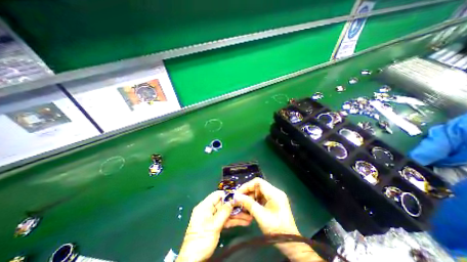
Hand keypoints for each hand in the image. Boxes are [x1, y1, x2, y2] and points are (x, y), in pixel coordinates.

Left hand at [177, 190, 251, 261]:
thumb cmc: (201, 240)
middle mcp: (209, 210)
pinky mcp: (216, 225)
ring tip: (248, 216)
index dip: (227, 194)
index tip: (238, 195)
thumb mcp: (213, 225)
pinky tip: (244, 222)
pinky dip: (234, 221)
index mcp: (205, 206)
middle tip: (246, 206)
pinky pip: (226, 220)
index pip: (217, 195)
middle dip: (235, 206)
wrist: (193, 260)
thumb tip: (232, 200)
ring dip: (237, 215)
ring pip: (226, 213)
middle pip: (223, 204)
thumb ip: (224, 212)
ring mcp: (213, 218)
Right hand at [235, 178, 323, 261]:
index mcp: (274, 193)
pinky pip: (262, 197)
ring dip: (251, 197)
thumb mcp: (260, 215)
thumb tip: (236, 196)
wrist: (290, 243)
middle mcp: (275, 192)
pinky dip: (255, 201)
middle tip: (240, 200)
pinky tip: (251, 207)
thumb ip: (248, 204)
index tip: (239, 193)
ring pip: (260, 192)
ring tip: (244, 205)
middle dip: (248, 192)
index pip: (258, 182)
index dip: (247, 185)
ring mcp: (276, 197)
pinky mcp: (275, 202)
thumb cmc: (275, 228)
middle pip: (258, 186)